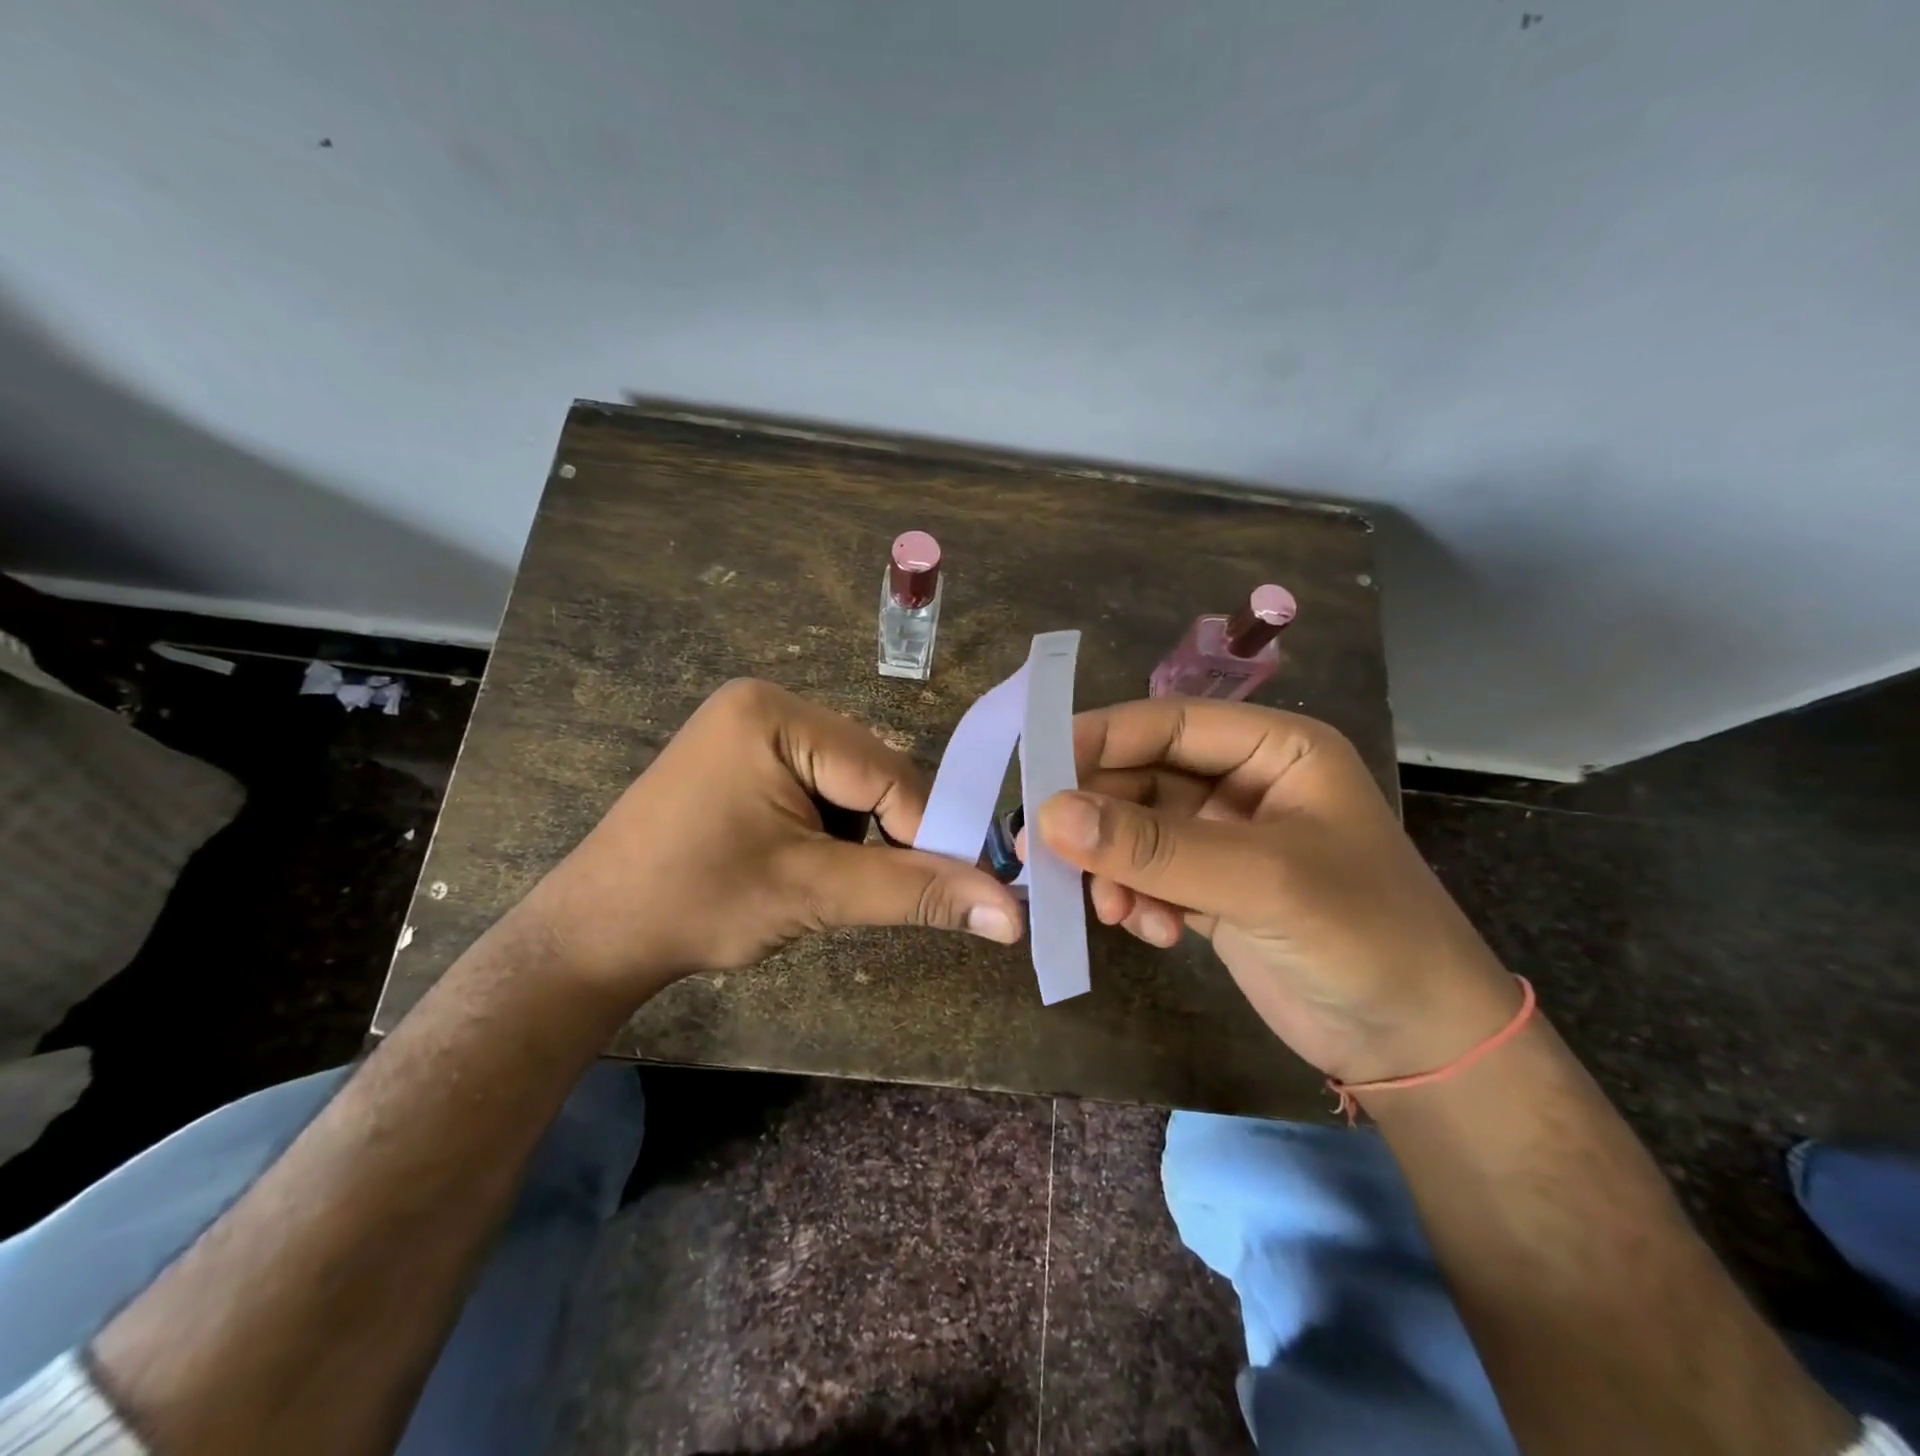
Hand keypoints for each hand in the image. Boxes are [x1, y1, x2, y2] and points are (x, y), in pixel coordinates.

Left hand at [516, 679, 1024, 1003]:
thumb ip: (916, 894)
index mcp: (778, 714)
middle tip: (877, 892)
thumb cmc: (697, 903)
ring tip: (827, 883)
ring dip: (859, 836)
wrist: (592, 937)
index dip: (926, 832)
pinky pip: (819, 787)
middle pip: (872, 772)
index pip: (887, 771)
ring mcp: (752, 729)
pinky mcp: (744, 757)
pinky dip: (831, 830)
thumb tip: (1012, 915)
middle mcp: (768, 704)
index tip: (953, 890)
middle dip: (886, 835)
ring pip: (852, 784)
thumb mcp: (815, 894)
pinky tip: (802, 863)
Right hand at [1032, 698, 1518, 1084]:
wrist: (1418, 1046)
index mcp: (1273, 749)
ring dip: (1114, 868)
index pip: (1168, 723)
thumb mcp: (1260, 881)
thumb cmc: (1364, 936)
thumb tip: (1049, 815)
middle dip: (1100, 819)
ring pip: (1135, 831)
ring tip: (1113, 912)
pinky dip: (1135, 899)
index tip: (1037, 770)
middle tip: (1050, 855)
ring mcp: (1223, 838)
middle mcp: (1242, 783)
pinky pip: (1145, 875)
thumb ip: (1154, 847)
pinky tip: (1153, 932)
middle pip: (1142, 778)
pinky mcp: (1208, 888)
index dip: (1101, 739)